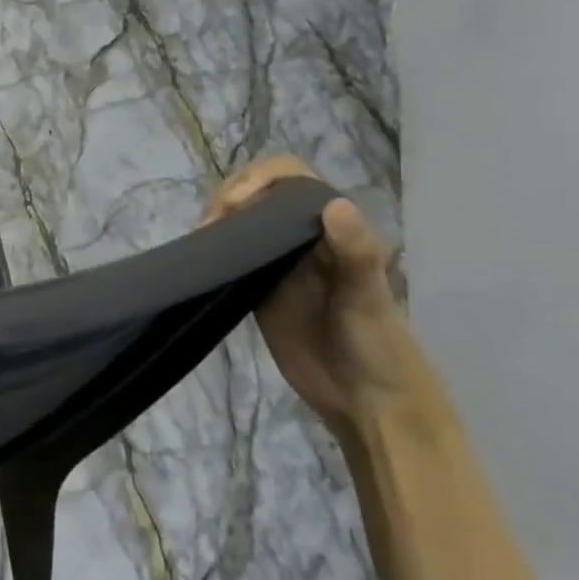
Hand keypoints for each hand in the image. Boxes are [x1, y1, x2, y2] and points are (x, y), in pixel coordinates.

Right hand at [202, 156, 426, 429]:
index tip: (235, 202)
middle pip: (259, 193)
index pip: (291, 179)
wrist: (367, 401)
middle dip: (230, 195)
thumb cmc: (378, 345)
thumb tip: (333, 203)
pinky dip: (212, 249)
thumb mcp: (369, 296)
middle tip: (210, 225)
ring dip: (216, 219)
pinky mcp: (258, 288)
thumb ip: (354, 251)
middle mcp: (303, 237)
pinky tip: (200, 257)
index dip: (260, 178)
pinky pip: (231, 255)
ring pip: (241, 221)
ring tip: (200, 239)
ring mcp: (278, 263)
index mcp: (332, 228)